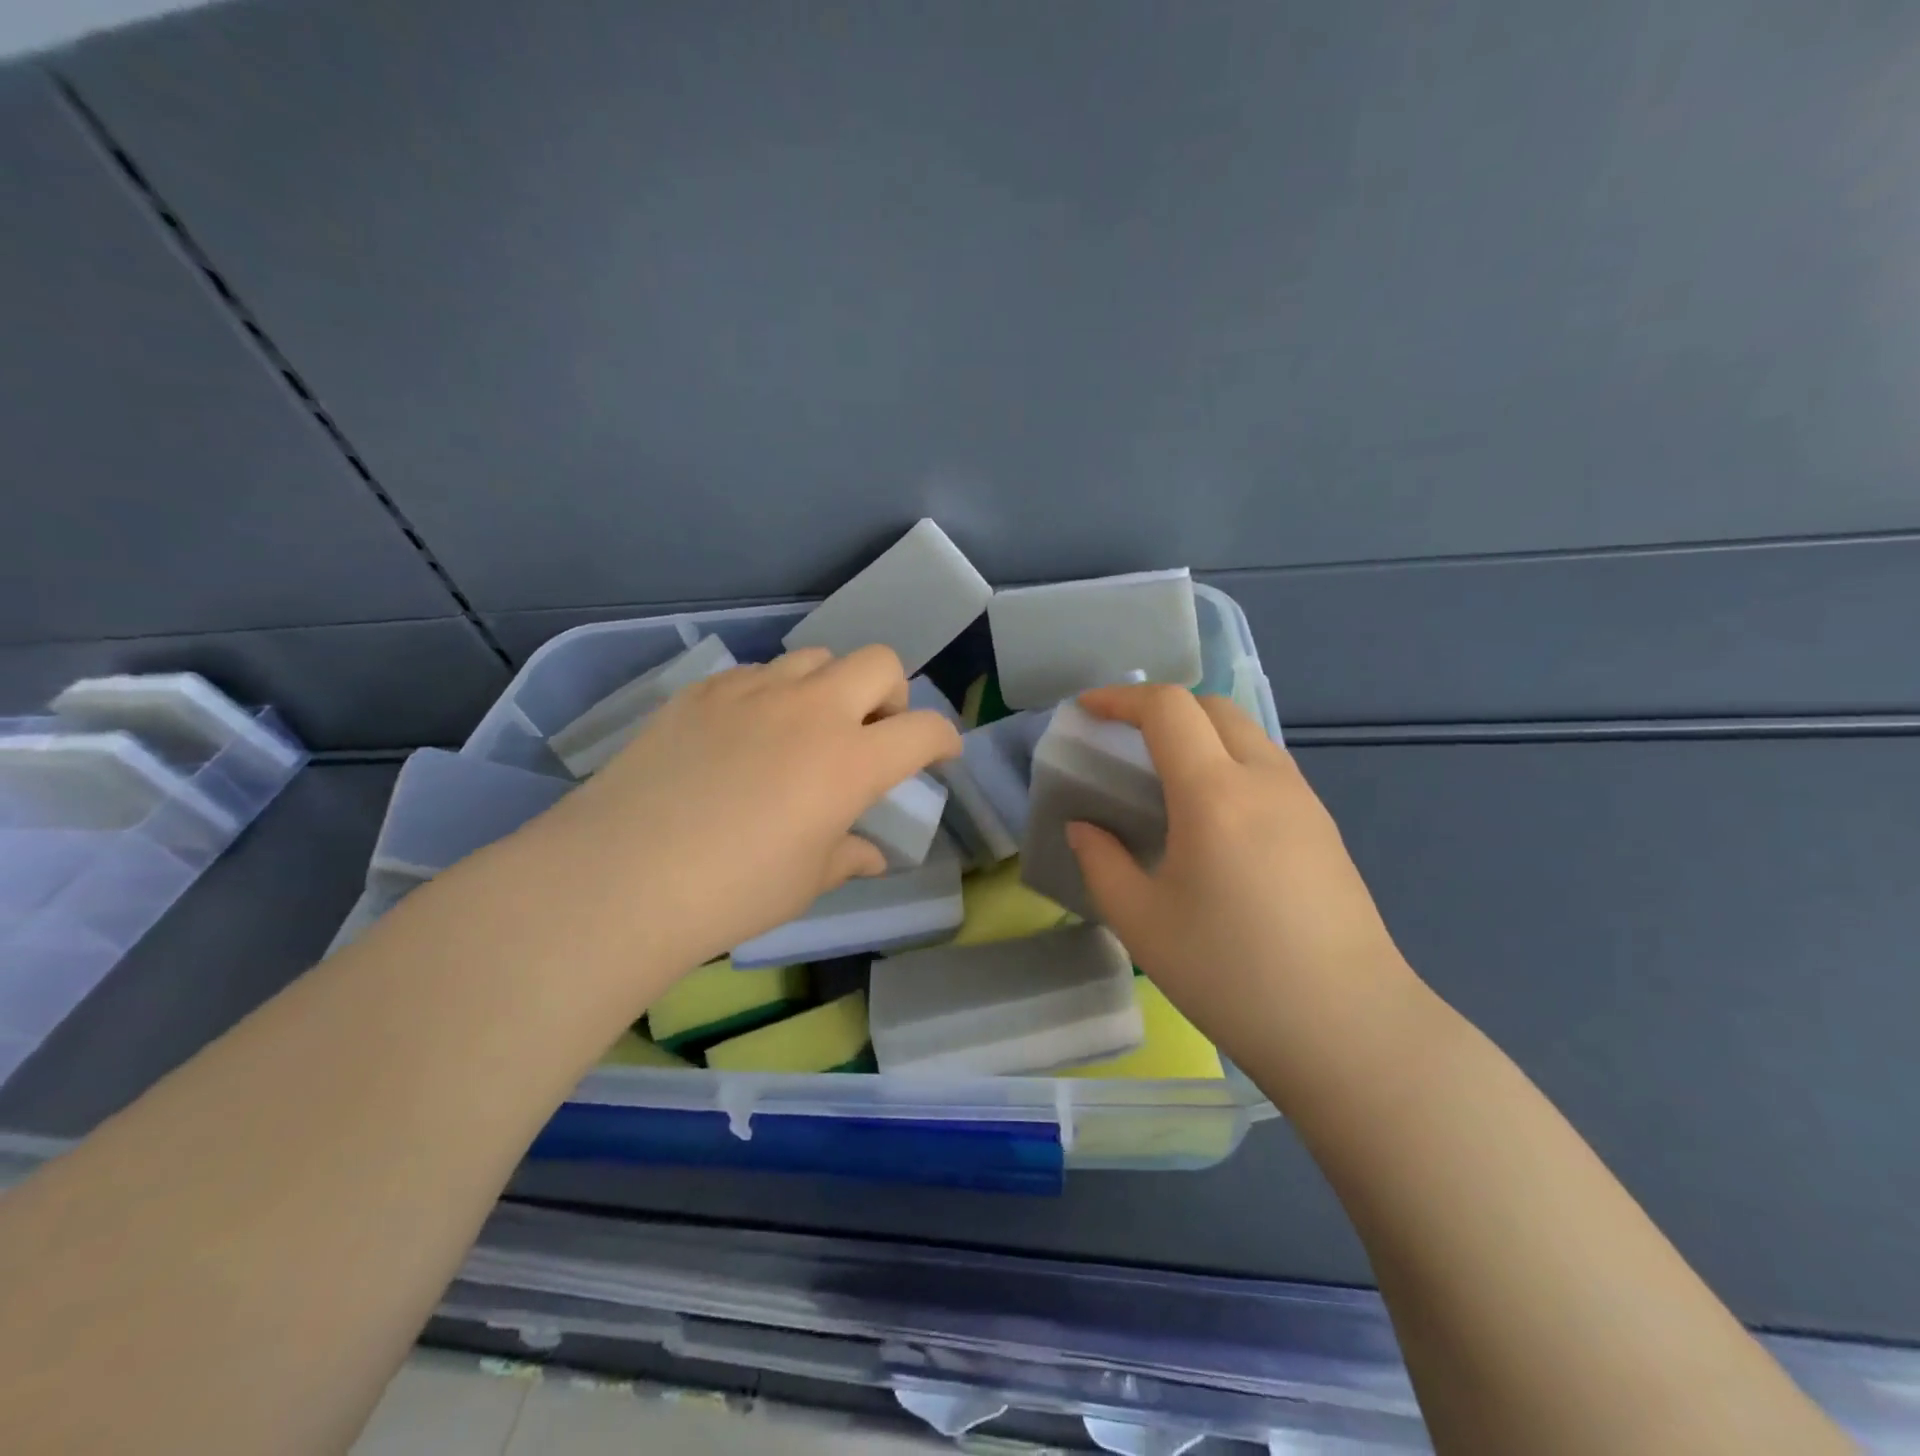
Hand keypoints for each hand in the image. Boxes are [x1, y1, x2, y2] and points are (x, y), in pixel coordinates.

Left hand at [514, 645, 960, 976]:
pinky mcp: (705, 690)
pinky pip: (758, 673)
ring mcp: (755, 691)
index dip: (944, 740)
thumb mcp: (806, 881)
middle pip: (880, 663)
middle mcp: (813, 710)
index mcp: (851, 761)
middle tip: (871, 735)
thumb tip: (870, 855)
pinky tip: (745, 736)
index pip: (925, 730)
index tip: (939, 756)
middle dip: (892, 695)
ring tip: (805, 730)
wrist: (622, 874)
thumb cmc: (733, 891)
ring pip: (817, 658)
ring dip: (830, 687)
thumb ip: (848, 856)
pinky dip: (773, 695)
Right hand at [1064, 685, 1414, 1062]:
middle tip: (1125, 740)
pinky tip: (1214, 818)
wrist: (1348, 1029)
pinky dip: (1230, 762)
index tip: (1087, 710)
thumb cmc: (1231, 974)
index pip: (1168, 709)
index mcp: (1215, 794)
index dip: (1121, 698)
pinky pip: (1269, 769)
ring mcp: (1304, 803)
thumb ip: (1101, 862)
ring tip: (1166, 777)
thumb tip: (1085, 828)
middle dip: (1163, 708)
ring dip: (1201, 734)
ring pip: (1248, 735)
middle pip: (1213, 708)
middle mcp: (1265, 780)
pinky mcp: (1324, 830)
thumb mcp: (1142, 922)